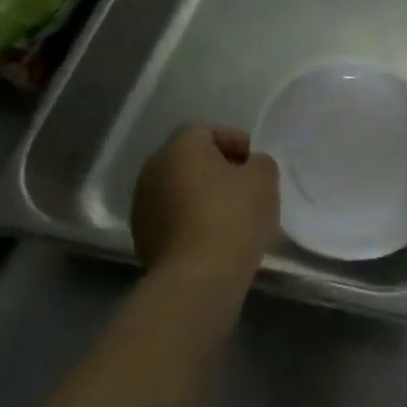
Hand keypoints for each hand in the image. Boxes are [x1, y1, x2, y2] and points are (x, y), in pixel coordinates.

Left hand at [132, 124, 279, 278]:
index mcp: (180, 148)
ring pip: (178, 188)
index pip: (206, 130)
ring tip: (230, 213)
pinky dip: (190, 218)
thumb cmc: (234, 217)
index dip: (234, 140)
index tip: (254, 162)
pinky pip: (171, 215)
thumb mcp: (264, 179)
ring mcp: (142, 204)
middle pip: (188, 158)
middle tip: (244, 185)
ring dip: (201, 194)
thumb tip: (249, 166)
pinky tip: (213, 234)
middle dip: (216, 167)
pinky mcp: (142, 236)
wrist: (198, 276)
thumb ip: (260, 162)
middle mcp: (153, 169)